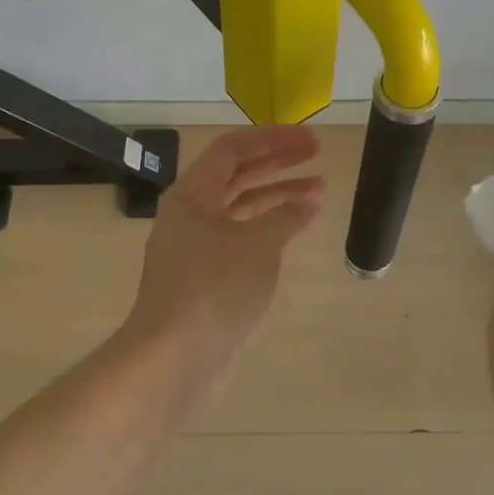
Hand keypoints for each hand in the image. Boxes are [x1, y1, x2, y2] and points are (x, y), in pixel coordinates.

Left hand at [125, 125, 325, 370]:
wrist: (174, 356)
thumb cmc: (214, 288)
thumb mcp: (258, 245)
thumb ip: (285, 217)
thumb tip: (306, 207)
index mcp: (193, 193)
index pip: (233, 148)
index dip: (272, 138)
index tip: (307, 139)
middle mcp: (191, 211)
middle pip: (237, 173)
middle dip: (278, 161)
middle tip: (316, 152)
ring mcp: (196, 243)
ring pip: (241, 205)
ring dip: (278, 194)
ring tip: (318, 189)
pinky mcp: (205, 272)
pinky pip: (241, 234)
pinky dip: (269, 226)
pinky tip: (298, 227)